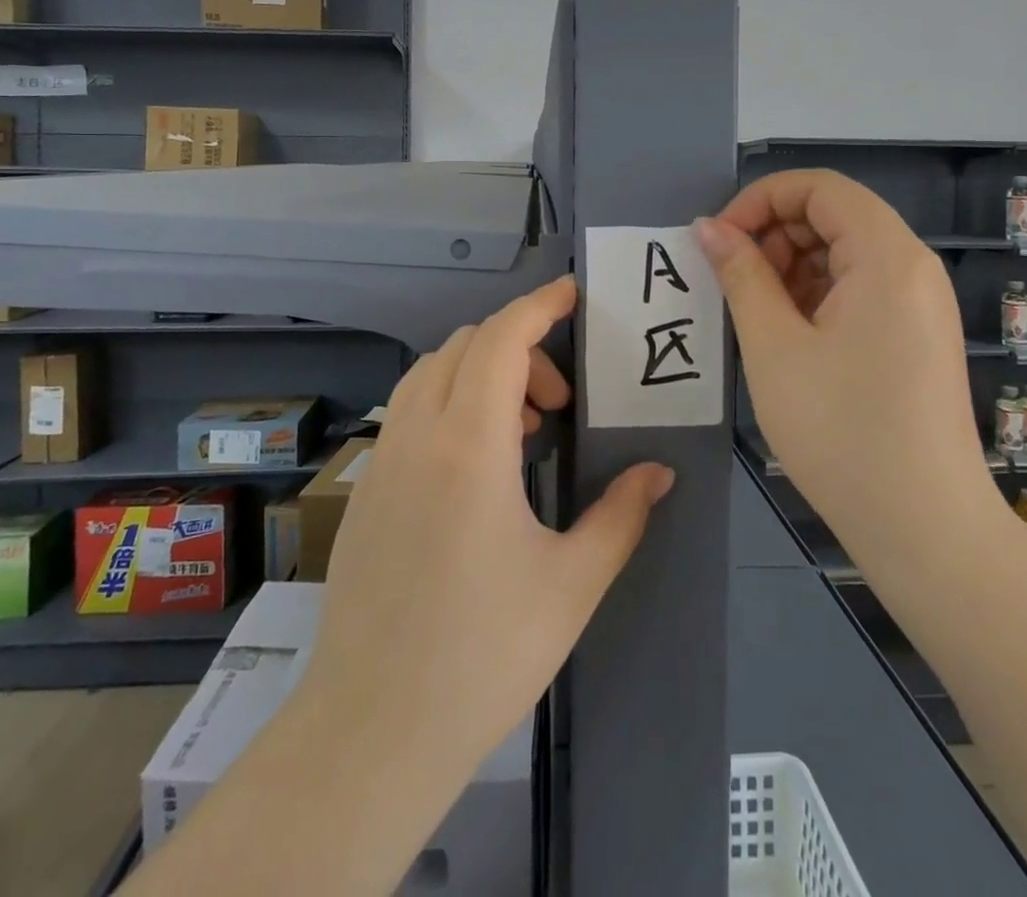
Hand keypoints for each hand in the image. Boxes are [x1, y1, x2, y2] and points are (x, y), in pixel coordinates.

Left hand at [298, 275, 675, 784]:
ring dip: (480, 372)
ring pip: (431, 372)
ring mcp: (383, 459)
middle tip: (560, 403)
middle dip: (520, 347)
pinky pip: (409, 409)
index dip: (539, 305)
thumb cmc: (483, 655)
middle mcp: (418, 435)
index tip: (573, 294)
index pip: (502, 340)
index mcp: (469, 446)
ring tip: (522, 430)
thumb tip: (659, 471)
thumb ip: (621, 515)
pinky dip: (448, 400)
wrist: (372, 731)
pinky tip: (477, 465)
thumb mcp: (571, 585)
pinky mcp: (367, 487)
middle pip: (466, 345)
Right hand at [695, 169, 997, 541]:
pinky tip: (786, 334)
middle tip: (731, 280)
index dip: (761, 199)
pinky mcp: (915, 336)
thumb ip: (740, 274)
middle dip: (773, 233)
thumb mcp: (774, 346)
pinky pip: (858, 289)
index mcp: (887, 256)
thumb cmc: (842, 430)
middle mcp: (912, 267)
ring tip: (754, 313)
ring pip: (843, 253)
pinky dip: (815, 295)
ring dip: (790, 266)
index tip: (721, 240)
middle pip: (834, 215)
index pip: (819, 187)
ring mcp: (919, 304)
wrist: (925, 529)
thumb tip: (709, 228)